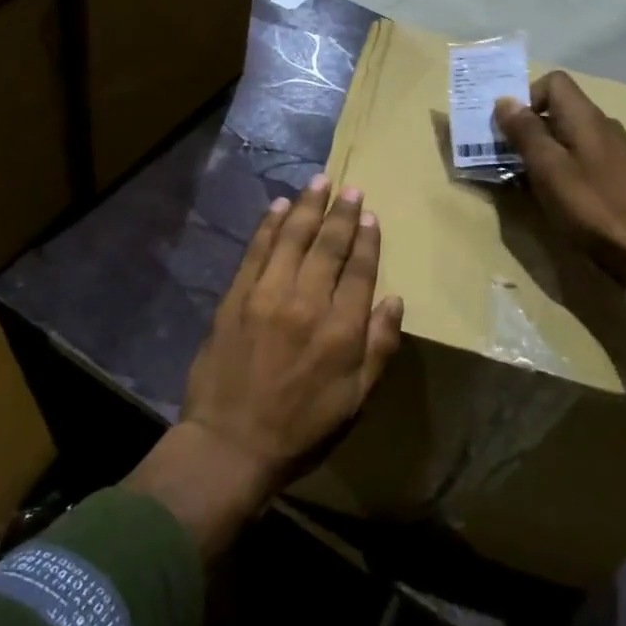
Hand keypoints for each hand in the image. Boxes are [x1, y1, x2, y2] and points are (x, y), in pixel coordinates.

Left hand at [181, 174, 404, 492]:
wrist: (230, 444)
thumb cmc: (301, 428)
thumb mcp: (355, 402)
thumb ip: (379, 348)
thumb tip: (395, 300)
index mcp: (341, 329)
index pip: (360, 270)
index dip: (367, 240)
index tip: (371, 215)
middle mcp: (306, 302)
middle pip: (328, 246)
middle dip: (341, 213)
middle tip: (350, 188)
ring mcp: (267, 294)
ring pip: (292, 238)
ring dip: (307, 207)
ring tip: (320, 182)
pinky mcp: (236, 295)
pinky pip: (256, 249)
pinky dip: (269, 225)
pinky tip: (279, 206)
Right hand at [493, 72, 625, 284]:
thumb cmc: (595, 207)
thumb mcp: (549, 168)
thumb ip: (525, 132)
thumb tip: (504, 101)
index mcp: (585, 117)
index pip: (553, 81)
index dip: (525, 97)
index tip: (506, 128)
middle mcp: (600, 127)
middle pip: (556, 110)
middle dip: (525, 129)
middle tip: (502, 157)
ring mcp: (611, 154)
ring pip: (564, 138)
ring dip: (537, 153)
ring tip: (520, 181)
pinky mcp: (614, 179)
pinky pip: (576, 161)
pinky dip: (556, 172)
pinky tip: (549, 198)